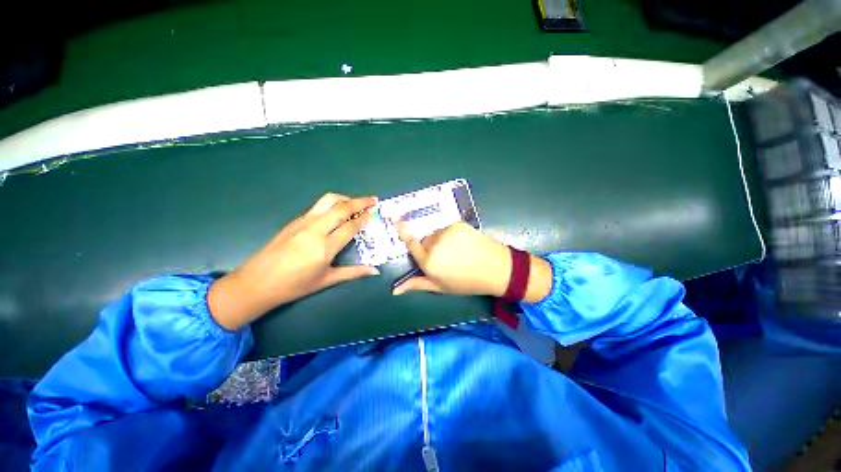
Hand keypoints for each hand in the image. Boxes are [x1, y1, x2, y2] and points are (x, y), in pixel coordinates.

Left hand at [209, 193, 378, 330]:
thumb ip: (354, 272)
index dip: (365, 218)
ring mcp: (303, 222)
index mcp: (325, 247)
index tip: (375, 212)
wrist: (256, 282)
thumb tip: (376, 271)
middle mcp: (315, 229)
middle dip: (360, 201)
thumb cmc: (294, 286)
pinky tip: (338, 212)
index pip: (351, 226)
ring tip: (357, 203)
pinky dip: (333, 204)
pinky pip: (319, 206)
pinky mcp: (295, 220)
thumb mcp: (327, 280)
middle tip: (374, 200)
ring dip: (346, 198)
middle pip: (342, 207)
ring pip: (328, 201)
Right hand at [393, 222, 553, 302]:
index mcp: (429, 262)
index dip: (405, 234)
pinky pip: (448, 228)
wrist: (496, 268)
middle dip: (430, 248)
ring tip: (456, 252)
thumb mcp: (440, 287)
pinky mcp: (458, 224)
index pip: (412, 245)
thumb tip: (394, 290)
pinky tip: (463, 244)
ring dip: (440, 241)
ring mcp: (447, 232)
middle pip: (425, 241)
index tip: (398, 224)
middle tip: (445, 258)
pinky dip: (451, 235)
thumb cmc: (466, 282)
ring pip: (436, 234)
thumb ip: (417, 284)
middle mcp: (435, 245)